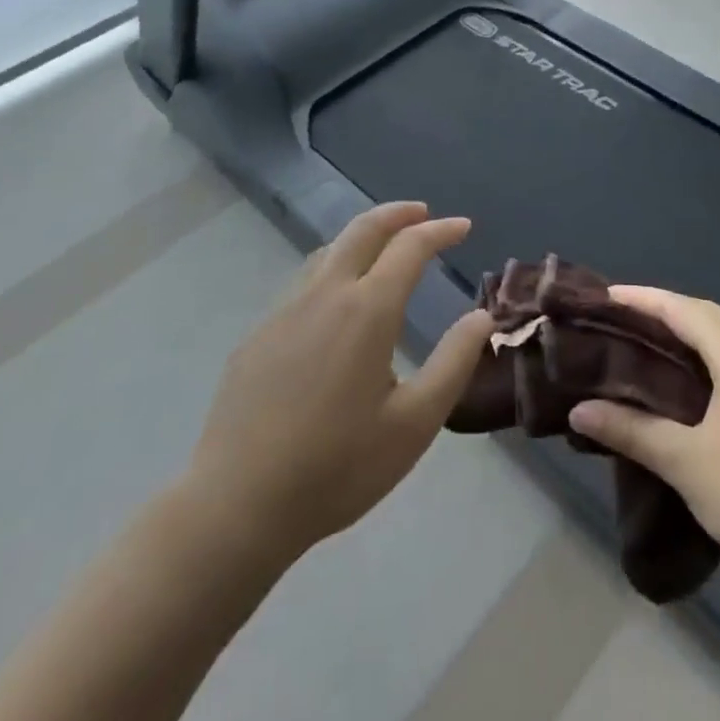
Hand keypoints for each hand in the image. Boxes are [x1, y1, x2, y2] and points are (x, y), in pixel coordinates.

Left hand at [183, 203, 492, 560]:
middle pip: (363, 229)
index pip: (409, 247)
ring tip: (384, 250)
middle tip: (423, 214)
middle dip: (397, 214)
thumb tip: (482, 316)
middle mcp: (325, 295)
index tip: (463, 227)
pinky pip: (304, 283)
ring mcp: (284, 311)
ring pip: (329, 251)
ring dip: (363, 237)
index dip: (440, 231)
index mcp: (367, 310)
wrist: (237, 505)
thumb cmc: (338, 468)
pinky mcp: (258, 334)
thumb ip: (454, 362)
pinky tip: (337, 303)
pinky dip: (334, 269)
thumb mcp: (414, 423)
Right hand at [568, 287, 719, 588]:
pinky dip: (708, 365)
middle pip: (705, 317)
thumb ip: (632, 431)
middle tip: (619, 325)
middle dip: (662, 314)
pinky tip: (691, 395)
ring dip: (687, 340)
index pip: (681, 307)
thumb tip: (579, 411)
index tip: (603, 297)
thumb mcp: (688, 463)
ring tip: (647, 355)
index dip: (640, 299)